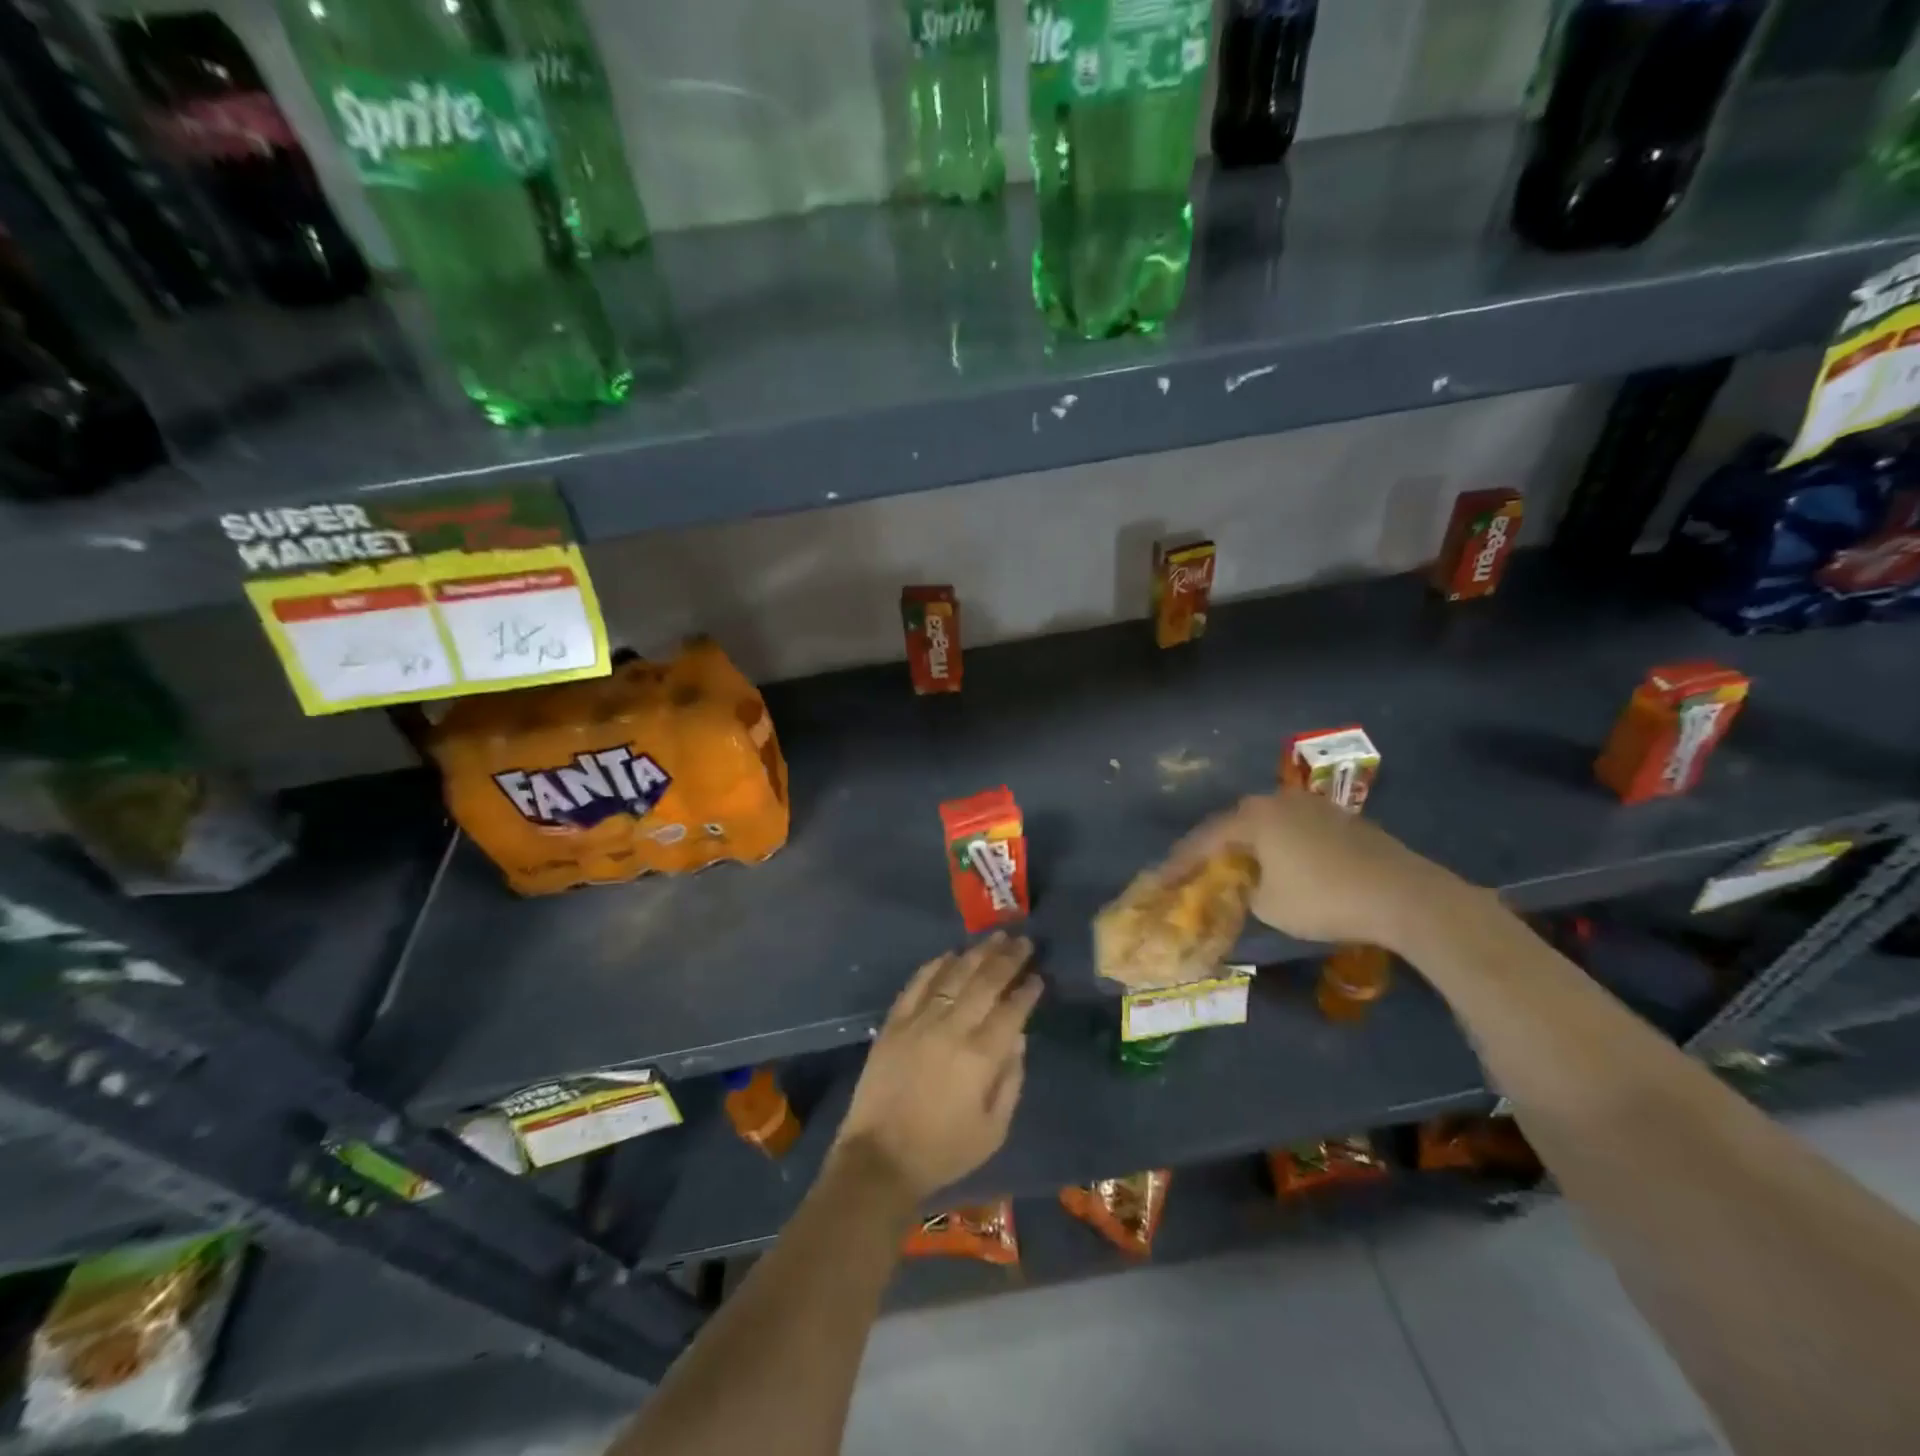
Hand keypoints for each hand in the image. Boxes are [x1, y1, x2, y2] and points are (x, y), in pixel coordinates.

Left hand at [833, 933, 1040, 1201]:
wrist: (880, 1158)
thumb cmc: (944, 1151)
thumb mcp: (993, 1129)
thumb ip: (1011, 1079)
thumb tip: (1019, 1038)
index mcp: (981, 1056)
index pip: (1012, 1010)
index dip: (1028, 990)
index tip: (1038, 976)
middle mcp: (953, 1028)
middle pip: (986, 982)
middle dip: (1009, 959)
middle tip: (1024, 941)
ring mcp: (920, 1021)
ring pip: (954, 974)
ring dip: (977, 953)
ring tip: (995, 937)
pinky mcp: (894, 1022)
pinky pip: (917, 983)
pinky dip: (935, 965)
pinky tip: (949, 954)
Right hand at [1170, 790, 1456, 951]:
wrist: (1403, 894)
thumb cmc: (1324, 899)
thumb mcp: (1268, 906)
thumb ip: (1244, 891)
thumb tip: (1247, 885)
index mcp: (1254, 817)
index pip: (1205, 838)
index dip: (1181, 862)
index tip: (1162, 880)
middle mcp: (1278, 801)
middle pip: (1235, 824)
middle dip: (1216, 848)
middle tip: (1199, 870)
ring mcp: (1312, 806)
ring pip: (1267, 824)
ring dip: (1250, 845)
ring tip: (1239, 867)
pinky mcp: (1339, 819)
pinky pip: (1294, 830)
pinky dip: (1280, 846)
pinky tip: (1282, 865)